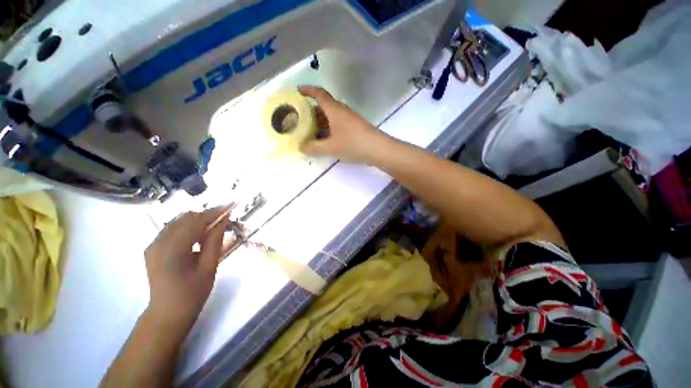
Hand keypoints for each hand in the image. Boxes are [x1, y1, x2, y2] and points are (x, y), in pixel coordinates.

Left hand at [144, 206, 228, 325]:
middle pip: (186, 218)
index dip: (214, 212)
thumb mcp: (209, 267)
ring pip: (179, 222)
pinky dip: (189, 228)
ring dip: (199, 221)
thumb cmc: (192, 294)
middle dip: (207, 216)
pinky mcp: (154, 248)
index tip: (232, 206)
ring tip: (215, 229)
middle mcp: (158, 243)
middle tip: (226, 221)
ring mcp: (153, 245)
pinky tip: (199, 237)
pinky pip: (173, 229)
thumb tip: (224, 219)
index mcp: (171, 250)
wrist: (167, 314)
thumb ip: (215, 240)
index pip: (195, 222)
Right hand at [299, 86, 389, 163]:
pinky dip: (329, 128)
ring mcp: (350, 119)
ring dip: (321, 121)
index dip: (308, 90)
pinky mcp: (355, 127)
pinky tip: (326, 139)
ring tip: (311, 131)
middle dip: (312, 111)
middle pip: (324, 106)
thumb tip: (301, 147)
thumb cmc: (353, 144)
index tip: (298, 91)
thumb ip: (314, 147)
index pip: (319, 93)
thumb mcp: (330, 147)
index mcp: (334, 110)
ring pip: (331, 116)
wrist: (378, 149)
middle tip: (300, 119)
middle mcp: (342, 111)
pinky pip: (338, 123)